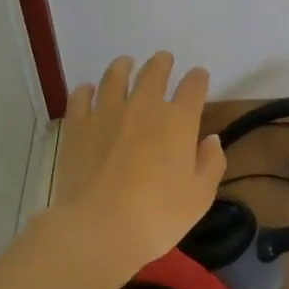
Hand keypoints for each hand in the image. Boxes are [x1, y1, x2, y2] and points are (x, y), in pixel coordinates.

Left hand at [52, 52, 225, 275]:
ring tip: (125, 63)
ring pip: (115, 76)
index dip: (198, 78)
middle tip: (163, 60)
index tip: (198, 77)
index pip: (193, 87)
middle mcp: (144, 106)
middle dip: (162, 64)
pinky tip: (88, 91)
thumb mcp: (200, 195)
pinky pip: (80, 97)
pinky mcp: (77, 126)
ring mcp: (107, 113)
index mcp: (179, 120)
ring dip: (123, 67)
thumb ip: (211, 163)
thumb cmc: (159, 215)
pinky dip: (86, 90)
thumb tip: (211, 140)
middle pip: (154, 73)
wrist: (100, 228)